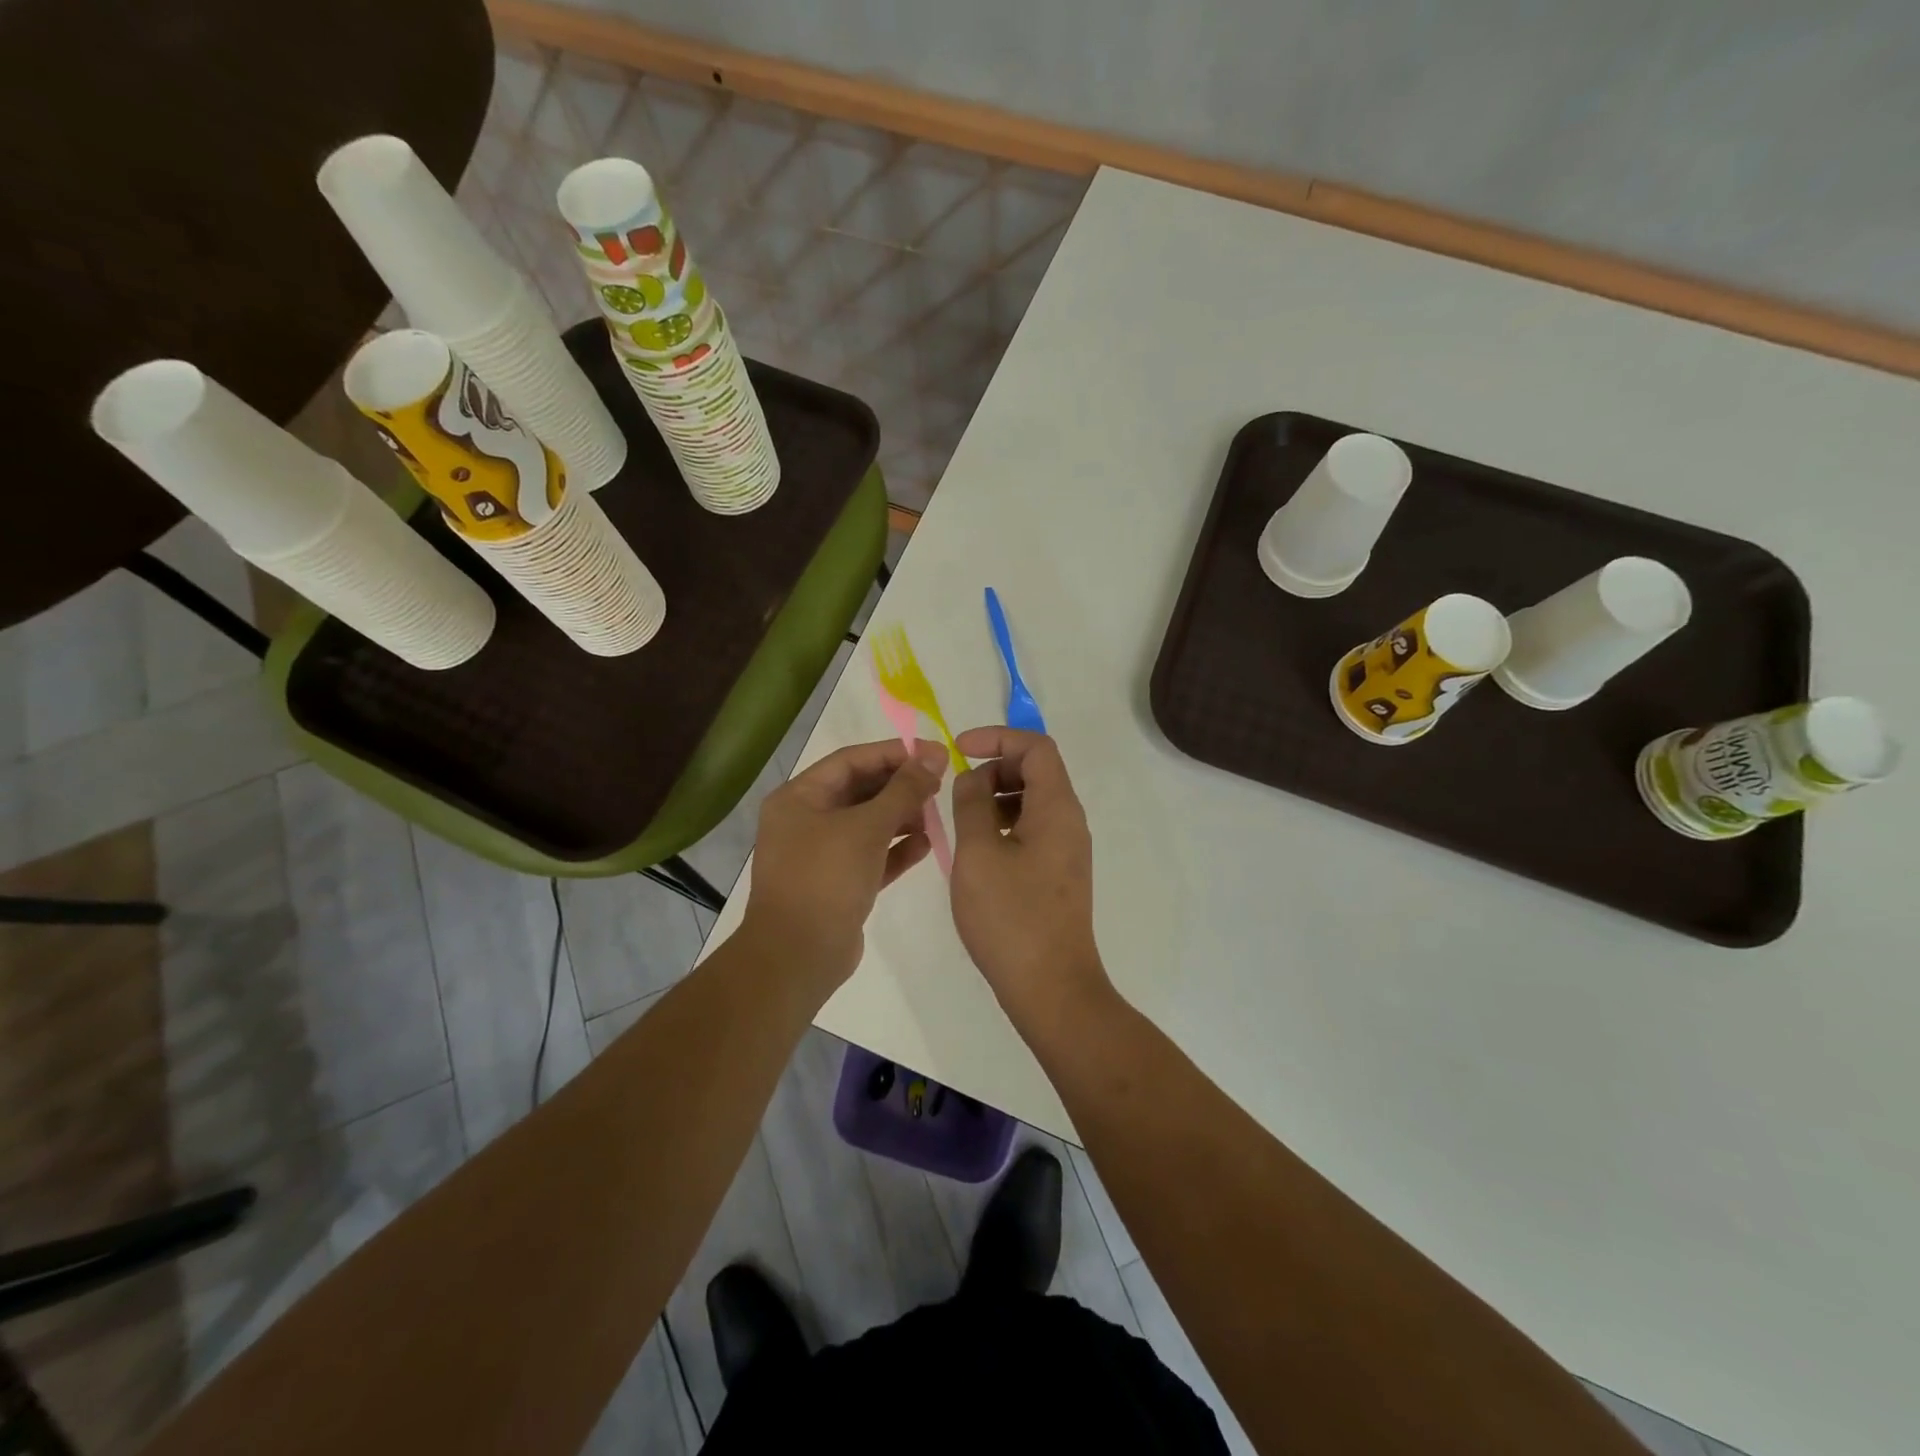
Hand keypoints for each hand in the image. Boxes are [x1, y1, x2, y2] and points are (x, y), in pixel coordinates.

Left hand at [743, 737, 947, 988]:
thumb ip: (904, 789)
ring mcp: (820, 854)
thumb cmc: (826, 879)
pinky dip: (895, 848)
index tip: (936, 753)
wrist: (798, 956)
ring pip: (867, 824)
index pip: (852, 760)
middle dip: (900, 786)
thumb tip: (934, 755)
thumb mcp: (867, 827)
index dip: (895, 754)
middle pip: (860, 791)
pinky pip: (870, 855)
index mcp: (799, 797)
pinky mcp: (837, 884)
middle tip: (940, 784)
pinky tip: (926, 845)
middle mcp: (806, 820)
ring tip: (936, 815)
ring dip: (901, 817)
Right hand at [949, 727, 1112, 1031]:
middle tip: (957, 793)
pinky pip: (1033, 829)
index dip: (997, 737)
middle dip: (994, 768)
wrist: (1051, 987)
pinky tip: (978, 851)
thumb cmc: (1010, 916)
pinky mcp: (1059, 873)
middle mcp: (1070, 821)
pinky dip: (1004, 824)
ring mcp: (1067, 849)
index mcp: (1056, 807)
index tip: (959, 750)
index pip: (1036, 746)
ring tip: (961, 823)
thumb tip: (973, 778)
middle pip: (1036, 770)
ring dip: (997, 798)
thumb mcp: (978, 853)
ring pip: (1033, 802)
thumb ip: (971, 803)